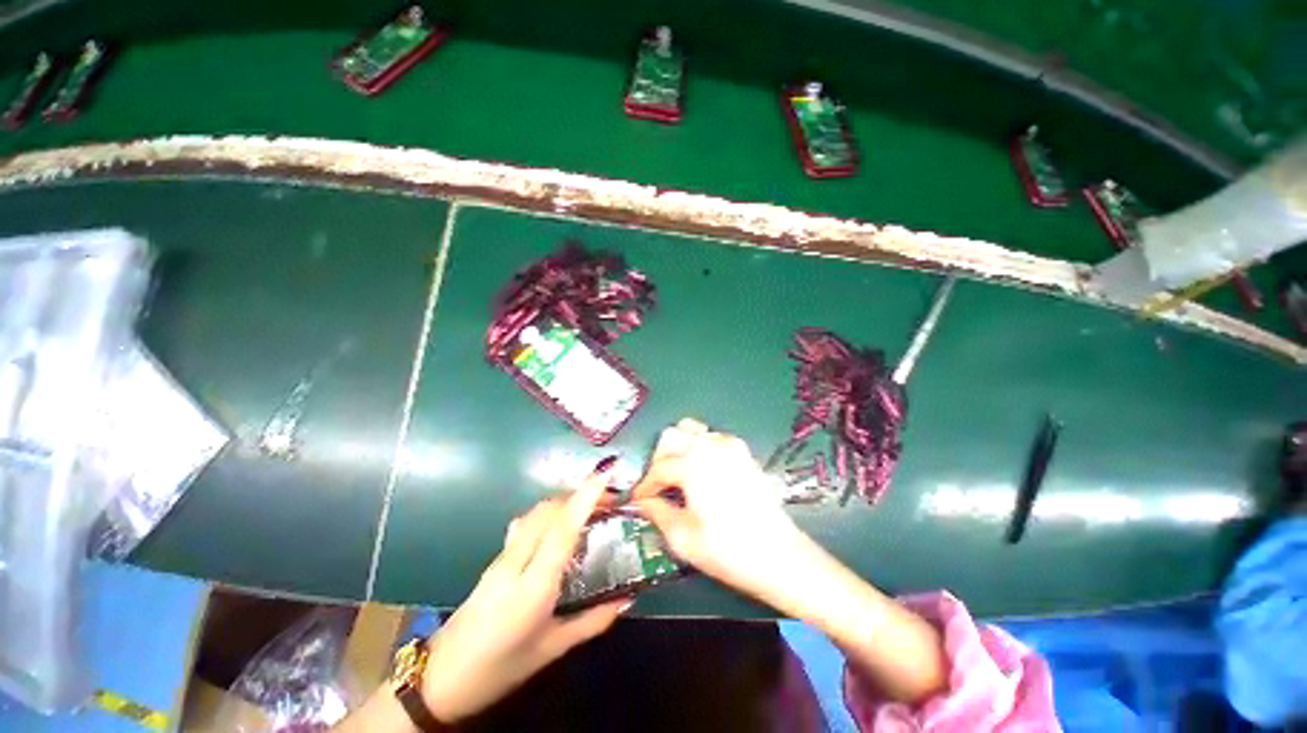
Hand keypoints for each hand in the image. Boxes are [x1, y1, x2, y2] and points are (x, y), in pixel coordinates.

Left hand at [420, 465, 628, 722]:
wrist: (440, 680)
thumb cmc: (500, 668)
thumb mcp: (552, 649)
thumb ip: (593, 621)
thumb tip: (627, 599)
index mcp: (533, 586)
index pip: (562, 529)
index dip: (585, 497)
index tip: (606, 474)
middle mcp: (516, 562)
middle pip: (548, 511)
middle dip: (579, 495)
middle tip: (609, 500)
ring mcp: (502, 557)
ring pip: (536, 513)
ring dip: (564, 502)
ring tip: (590, 509)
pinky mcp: (496, 558)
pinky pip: (527, 523)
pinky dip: (549, 513)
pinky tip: (560, 525)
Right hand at [630, 419, 804, 605]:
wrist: (781, 556)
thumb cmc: (729, 550)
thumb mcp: (683, 538)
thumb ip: (657, 513)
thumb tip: (643, 502)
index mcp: (693, 464)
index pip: (657, 468)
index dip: (644, 486)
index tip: (639, 500)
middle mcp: (709, 445)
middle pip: (671, 437)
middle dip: (658, 460)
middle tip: (657, 487)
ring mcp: (728, 445)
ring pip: (691, 431)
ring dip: (677, 450)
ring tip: (677, 477)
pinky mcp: (742, 452)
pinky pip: (710, 439)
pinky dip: (697, 449)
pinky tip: (700, 474)